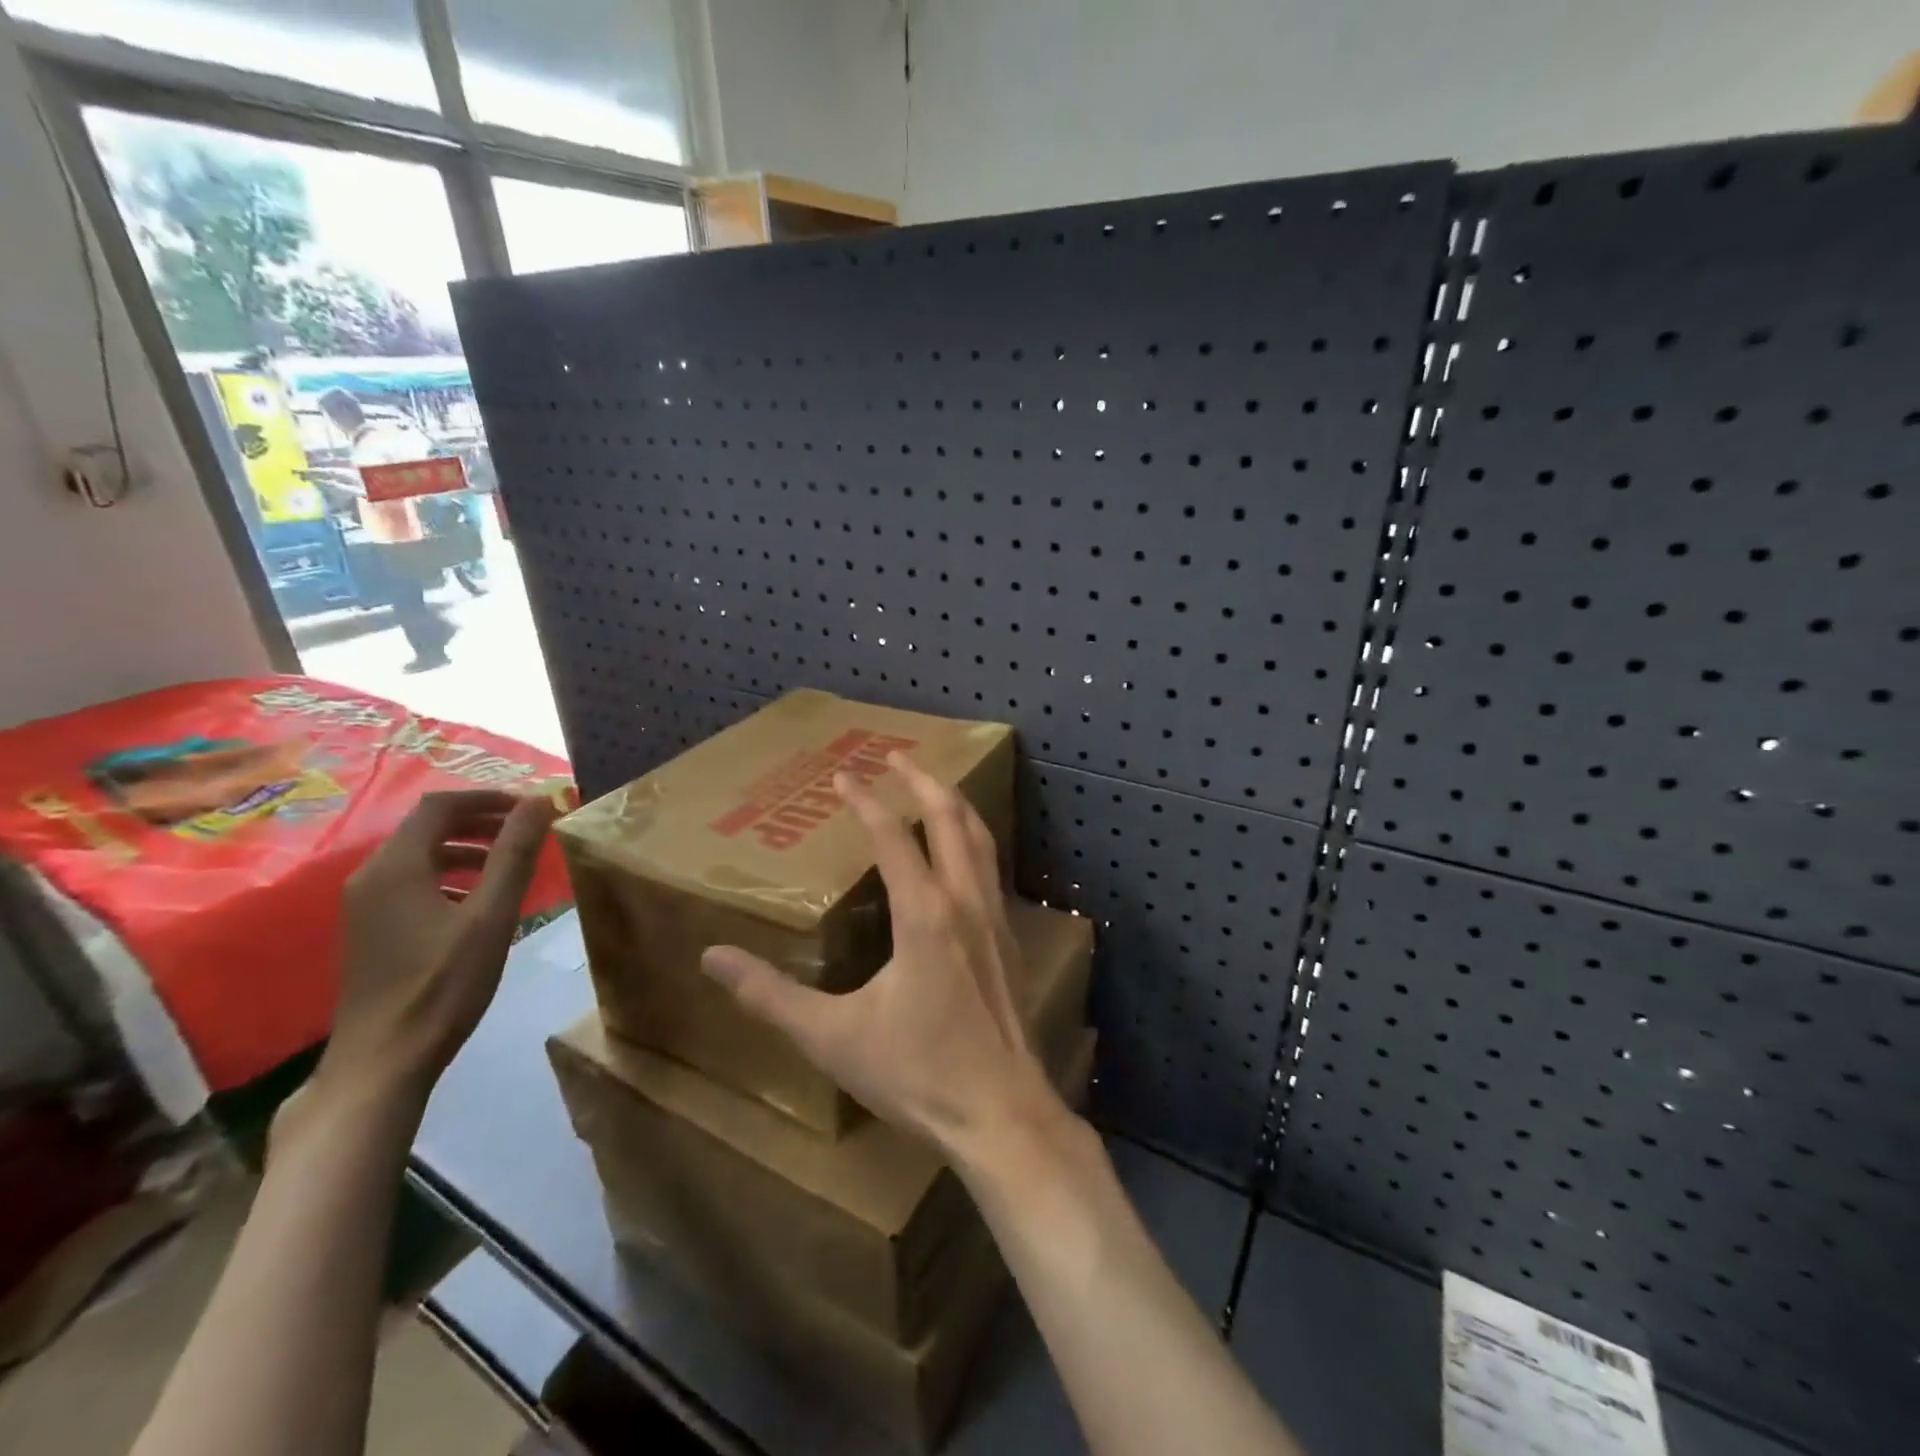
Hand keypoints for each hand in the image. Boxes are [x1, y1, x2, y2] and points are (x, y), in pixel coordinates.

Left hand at [321, 789, 557, 1101]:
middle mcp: (371, 877)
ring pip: (420, 855)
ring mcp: (365, 906)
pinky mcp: (371, 930)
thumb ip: (514, 854)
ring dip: (467, 848)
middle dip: (480, 821)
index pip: (441, 806)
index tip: (530, 808)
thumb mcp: (491, 915)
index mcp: (395, 867)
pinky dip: (450, 874)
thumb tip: (540, 801)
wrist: (383, 1060)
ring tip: (509, 862)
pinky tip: (478, 901)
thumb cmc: (443, 984)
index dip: (488, 798)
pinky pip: (412, 882)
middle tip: (526, 831)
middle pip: (427, 827)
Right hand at [701, 756, 1067, 1161]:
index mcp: (924, 914)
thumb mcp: (832, 1037)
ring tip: (933, 787)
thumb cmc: (916, 1074)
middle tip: (897, 755)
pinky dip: (973, 841)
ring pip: (980, 839)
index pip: (892, 836)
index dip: (865, 800)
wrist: (1000, 1113)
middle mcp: (964, 901)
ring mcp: (995, 918)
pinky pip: (991, 869)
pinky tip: (961, 855)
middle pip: (950, 818)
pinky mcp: (1010, 940)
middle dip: (922, 781)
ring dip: (954, 805)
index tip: (842, 775)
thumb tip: (713, 956)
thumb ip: (770, 995)